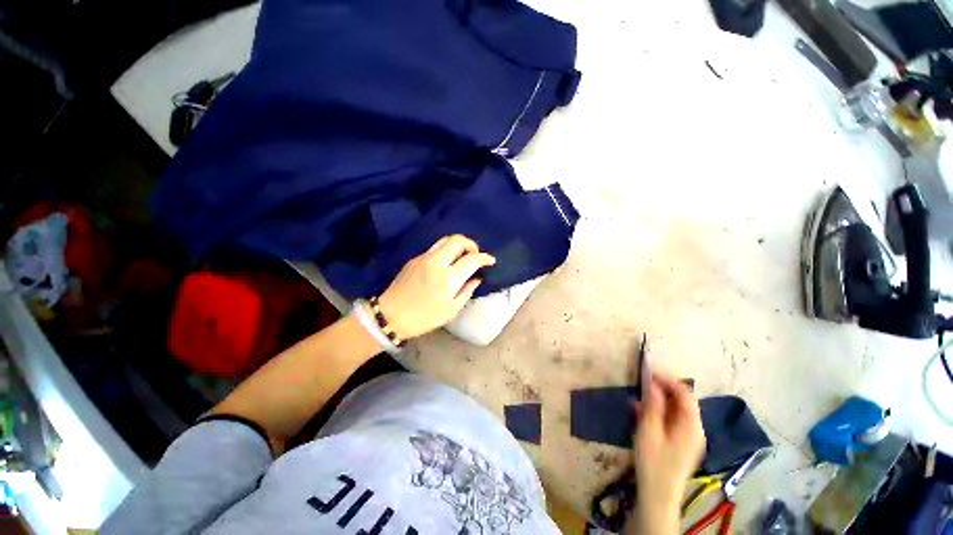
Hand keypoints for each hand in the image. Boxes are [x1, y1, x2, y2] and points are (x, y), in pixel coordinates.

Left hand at [377, 235, 495, 339]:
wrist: (391, 315)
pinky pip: (434, 248)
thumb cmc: (424, 318)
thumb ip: (466, 292)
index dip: (485, 258)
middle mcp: (436, 263)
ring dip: (458, 244)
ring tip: (463, 255)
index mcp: (448, 279)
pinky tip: (446, 262)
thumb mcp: (450, 311)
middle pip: (457, 240)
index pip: (472, 259)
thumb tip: (476, 279)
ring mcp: (423, 258)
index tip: (490, 261)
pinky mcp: (414, 259)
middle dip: (471, 244)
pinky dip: (445, 250)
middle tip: (475, 254)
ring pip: (445, 240)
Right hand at [628, 367, 705, 534]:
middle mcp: (695, 428)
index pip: (684, 393)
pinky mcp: (681, 443)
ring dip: (659, 398)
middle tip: (643, 378)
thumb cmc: (653, 462)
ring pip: (676, 408)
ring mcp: (689, 437)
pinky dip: (659, 410)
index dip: (667, 377)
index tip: (647, 367)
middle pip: (682, 399)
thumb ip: (653, 406)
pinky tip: (642, 410)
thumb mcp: (649, 431)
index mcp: (691, 425)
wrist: (658, 495)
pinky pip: (672, 419)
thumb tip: (655, 384)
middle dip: (662, 386)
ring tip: (639, 393)